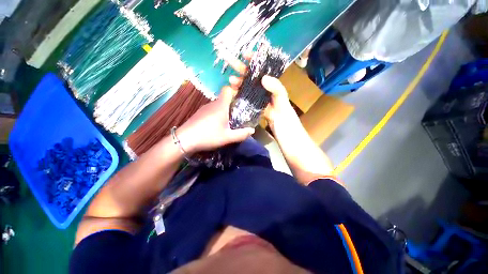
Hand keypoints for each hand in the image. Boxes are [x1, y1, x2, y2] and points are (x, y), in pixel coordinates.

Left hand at [176, 87, 254, 153]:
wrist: (184, 140)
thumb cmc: (208, 136)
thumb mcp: (227, 137)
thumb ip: (241, 134)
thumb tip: (252, 130)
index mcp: (221, 106)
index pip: (227, 89)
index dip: (234, 91)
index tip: (240, 100)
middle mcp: (212, 103)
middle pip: (224, 98)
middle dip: (231, 105)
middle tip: (237, 116)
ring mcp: (204, 108)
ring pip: (217, 105)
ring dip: (223, 111)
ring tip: (227, 122)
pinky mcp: (199, 113)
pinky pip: (211, 110)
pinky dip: (216, 114)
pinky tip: (215, 125)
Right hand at [226, 56, 296, 130]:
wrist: (279, 121)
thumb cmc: (282, 106)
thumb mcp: (281, 94)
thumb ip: (275, 86)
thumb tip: (264, 78)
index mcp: (269, 80)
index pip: (260, 66)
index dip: (253, 59)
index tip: (245, 54)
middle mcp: (260, 84)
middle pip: (249, 73)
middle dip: (239, 66)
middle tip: (228, 60)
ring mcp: (255, 93)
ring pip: (244, 84)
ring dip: (237, 80)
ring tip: (231, 80)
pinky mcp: (251, 101)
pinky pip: (243, 94)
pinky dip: (237, 91)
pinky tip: (232, 90)